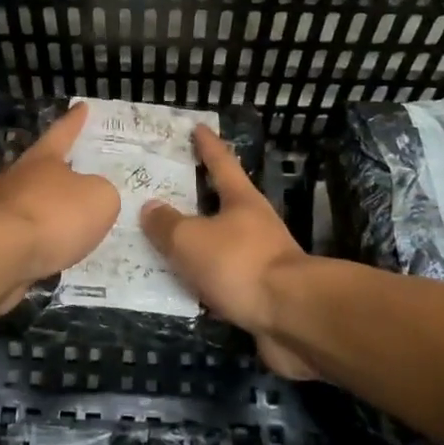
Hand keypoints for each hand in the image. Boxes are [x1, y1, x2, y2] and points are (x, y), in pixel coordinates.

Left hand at [0, 104, 119, 313]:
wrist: (2, 255)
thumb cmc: (54, 216)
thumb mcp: (99, 198)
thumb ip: (99, 191)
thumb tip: (89, 193)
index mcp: (42, 159)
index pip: (62, 133)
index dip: (74, 121)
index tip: (81, 106)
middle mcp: (14, 176)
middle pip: (31, 166)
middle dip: (45, 169)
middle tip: (61, 172)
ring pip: (16, 199)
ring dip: (32, 205)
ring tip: (52, 219)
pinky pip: (13, 233)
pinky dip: (27, 238)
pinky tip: (41, 251)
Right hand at [140, 126, 316, 378]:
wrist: (292, 317)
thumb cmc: (239, 263)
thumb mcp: (190, 239)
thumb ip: (166, 224)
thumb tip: (151, 208)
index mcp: (242, 200)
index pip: (221, 163)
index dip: (208, 145)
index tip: (199, 127)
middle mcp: (255, 225)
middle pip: (223, 204)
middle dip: (198, 198)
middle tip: (167, 192)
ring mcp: (262, 260)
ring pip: (222, 245)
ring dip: (199, 245)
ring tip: (165, 246)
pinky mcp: (262, 294)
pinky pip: (224, 280)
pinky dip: (204, 281)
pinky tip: (183, 289)